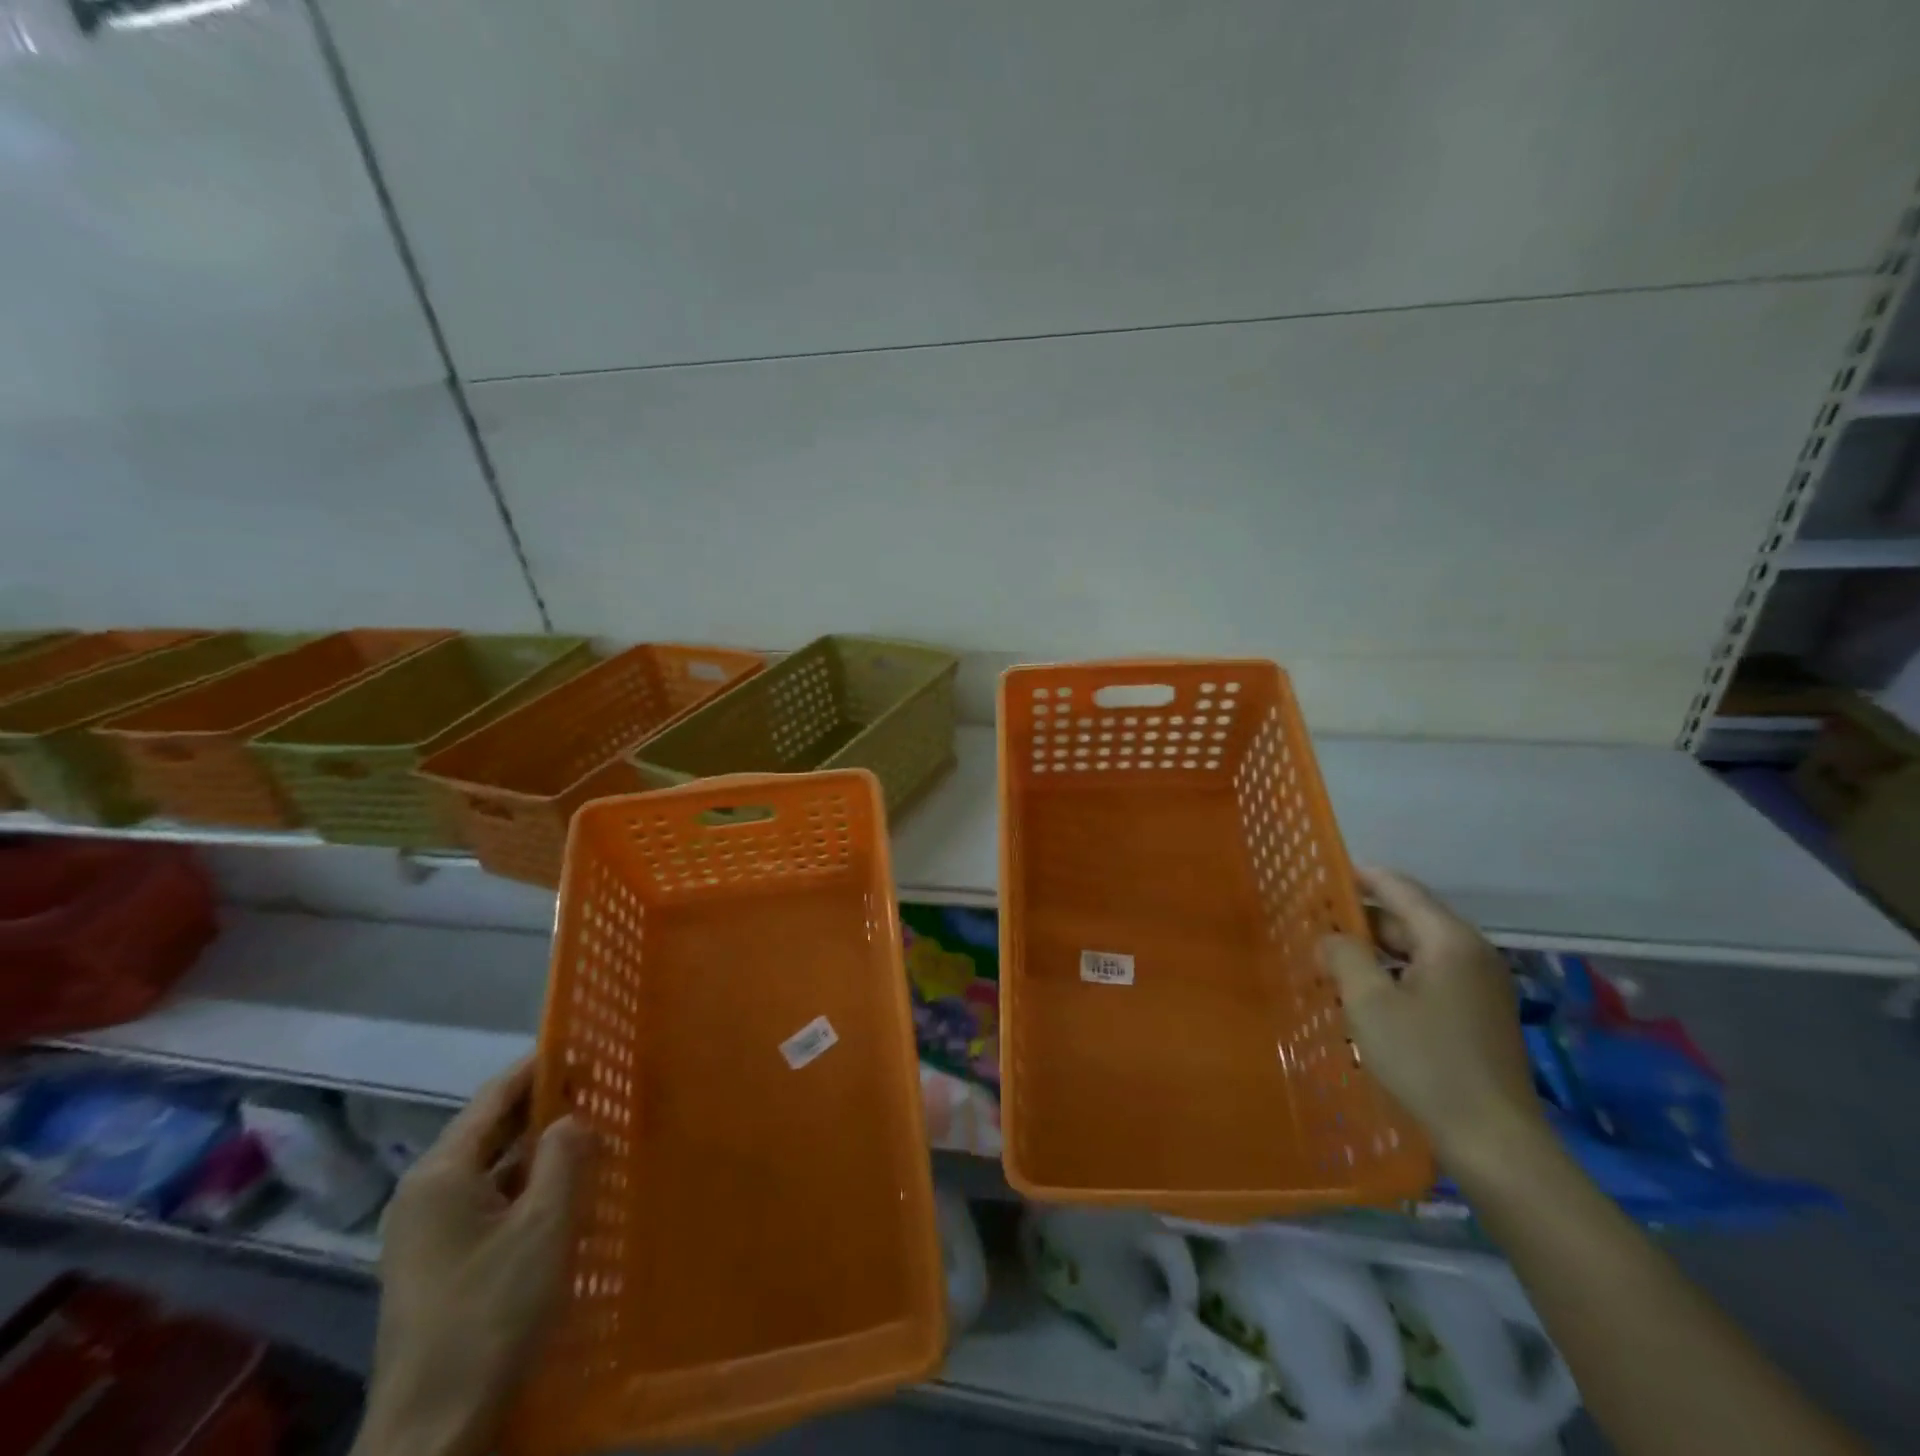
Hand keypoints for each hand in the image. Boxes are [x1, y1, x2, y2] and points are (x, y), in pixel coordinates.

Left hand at [353, 1061, 588, 1455]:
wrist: (434, 1432)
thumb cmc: (491, 1314)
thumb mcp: (545, 1226)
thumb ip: (566, 1156)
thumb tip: (574, 1116)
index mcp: (440, 1174)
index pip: (495, 1096)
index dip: (540, 1065)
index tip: (586, 1044)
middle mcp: (426, 1192)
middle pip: (491, 1128)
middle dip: (544, 1104)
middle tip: (600, 1082)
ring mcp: (428, 1231)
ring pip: (493, 1166)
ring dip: (539, 1146)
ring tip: (593, 1127)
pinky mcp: (439, 1262)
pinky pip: (490, 1200)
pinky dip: (527, 1183)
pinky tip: (565, 1187)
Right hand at [1319, 867, 1544, 1168]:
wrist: (1493, 1141)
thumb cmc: (1426, 1061)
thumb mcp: (1369, 1002)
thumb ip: (1345, 956)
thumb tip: (1331, 937)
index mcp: (1450, 941)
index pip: (1400, 889)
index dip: (1362, 877)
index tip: (1324, 871)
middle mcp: (1471, 954)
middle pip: (1410, 919)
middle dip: (1362, 919)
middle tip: (1316, 922)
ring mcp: (1480, 987)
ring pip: (1418, 951)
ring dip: (1376, 950)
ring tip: (1332, 957)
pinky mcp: (1479, 1015)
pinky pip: (1429, 977)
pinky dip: (1395, 974)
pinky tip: (1366, 992)